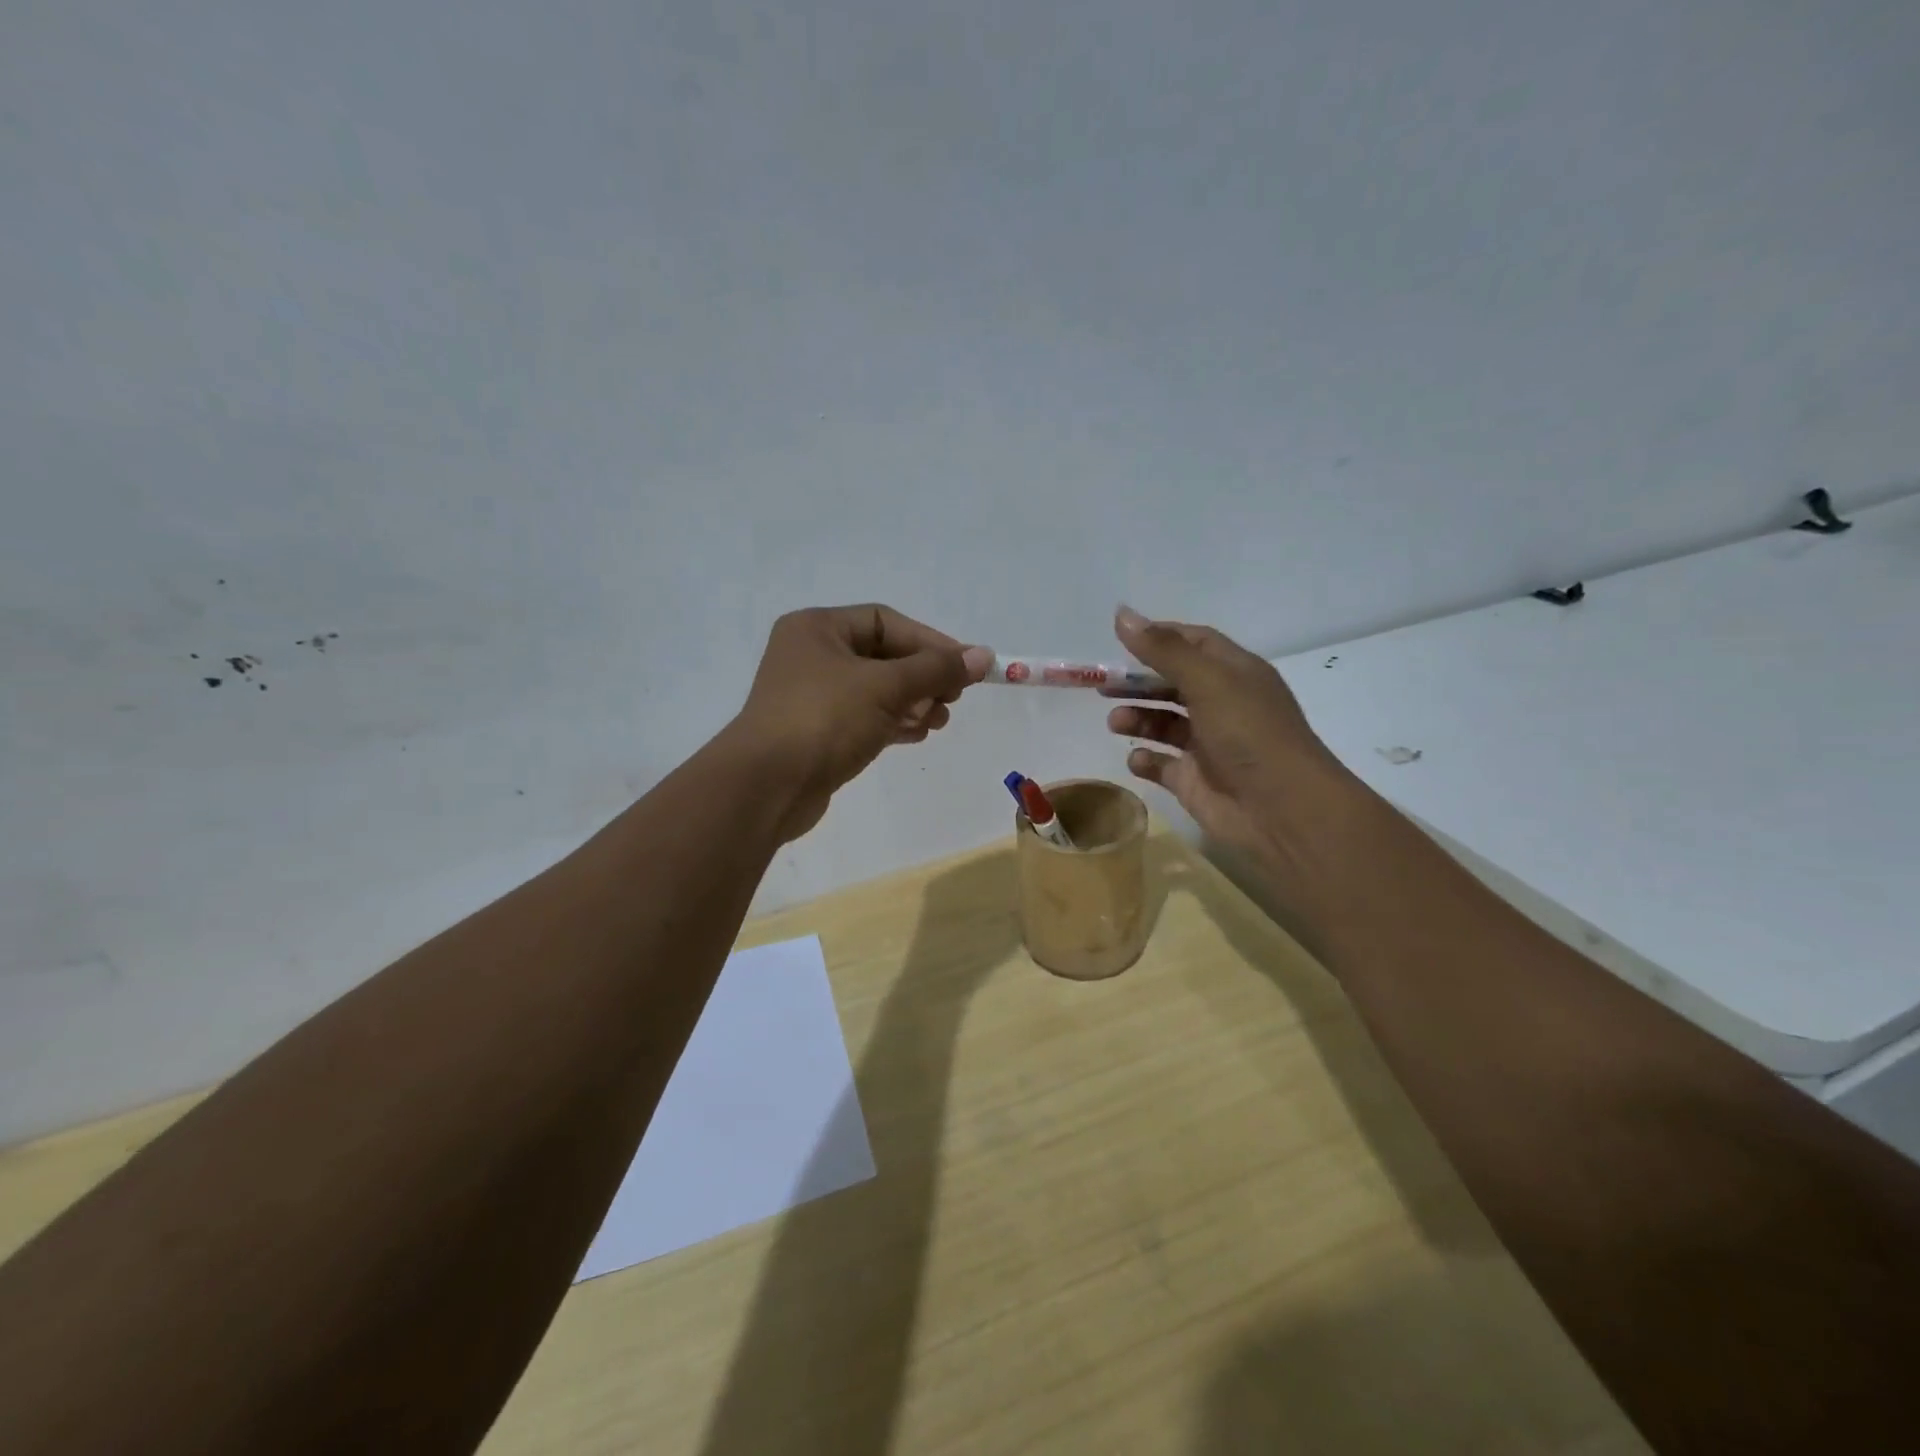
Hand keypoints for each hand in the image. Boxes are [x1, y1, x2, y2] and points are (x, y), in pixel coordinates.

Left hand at [730, 604, 991, 840]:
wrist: (766, 787)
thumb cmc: (824, 720)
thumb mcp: (886, 687)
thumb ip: (936, 669)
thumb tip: (983, 655)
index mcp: (817, 628)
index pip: (886, 621)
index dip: (930, 642)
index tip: (965, 667)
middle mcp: (811, 655)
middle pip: (883, 656)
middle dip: (923, 677)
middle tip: (952, 699)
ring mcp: (811, 696)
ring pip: (875, 690)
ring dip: (912, 702)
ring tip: (938, 722)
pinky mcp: (816, 732)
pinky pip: (864, 718)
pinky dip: (892, 722)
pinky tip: (916, 735)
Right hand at [1104, 606, 1360, 866]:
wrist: (1282, 810)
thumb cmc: (1249, 734)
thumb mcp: (1207, 681)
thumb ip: (1163, 650)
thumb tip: (1122, 614)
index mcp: (1236, 674)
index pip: (1195, 643)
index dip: (1160, 637)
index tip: (1121, 639)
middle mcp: (1223, 706)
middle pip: (1173, 684)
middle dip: (1138, 682)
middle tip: (1102, 685)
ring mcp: (1209, 746)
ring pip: (1164, 724)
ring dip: (1137, 719)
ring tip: (1116, 723)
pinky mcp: (1195, 781)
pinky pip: (1162, 765)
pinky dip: (1146, 760)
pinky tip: (1136, 760)